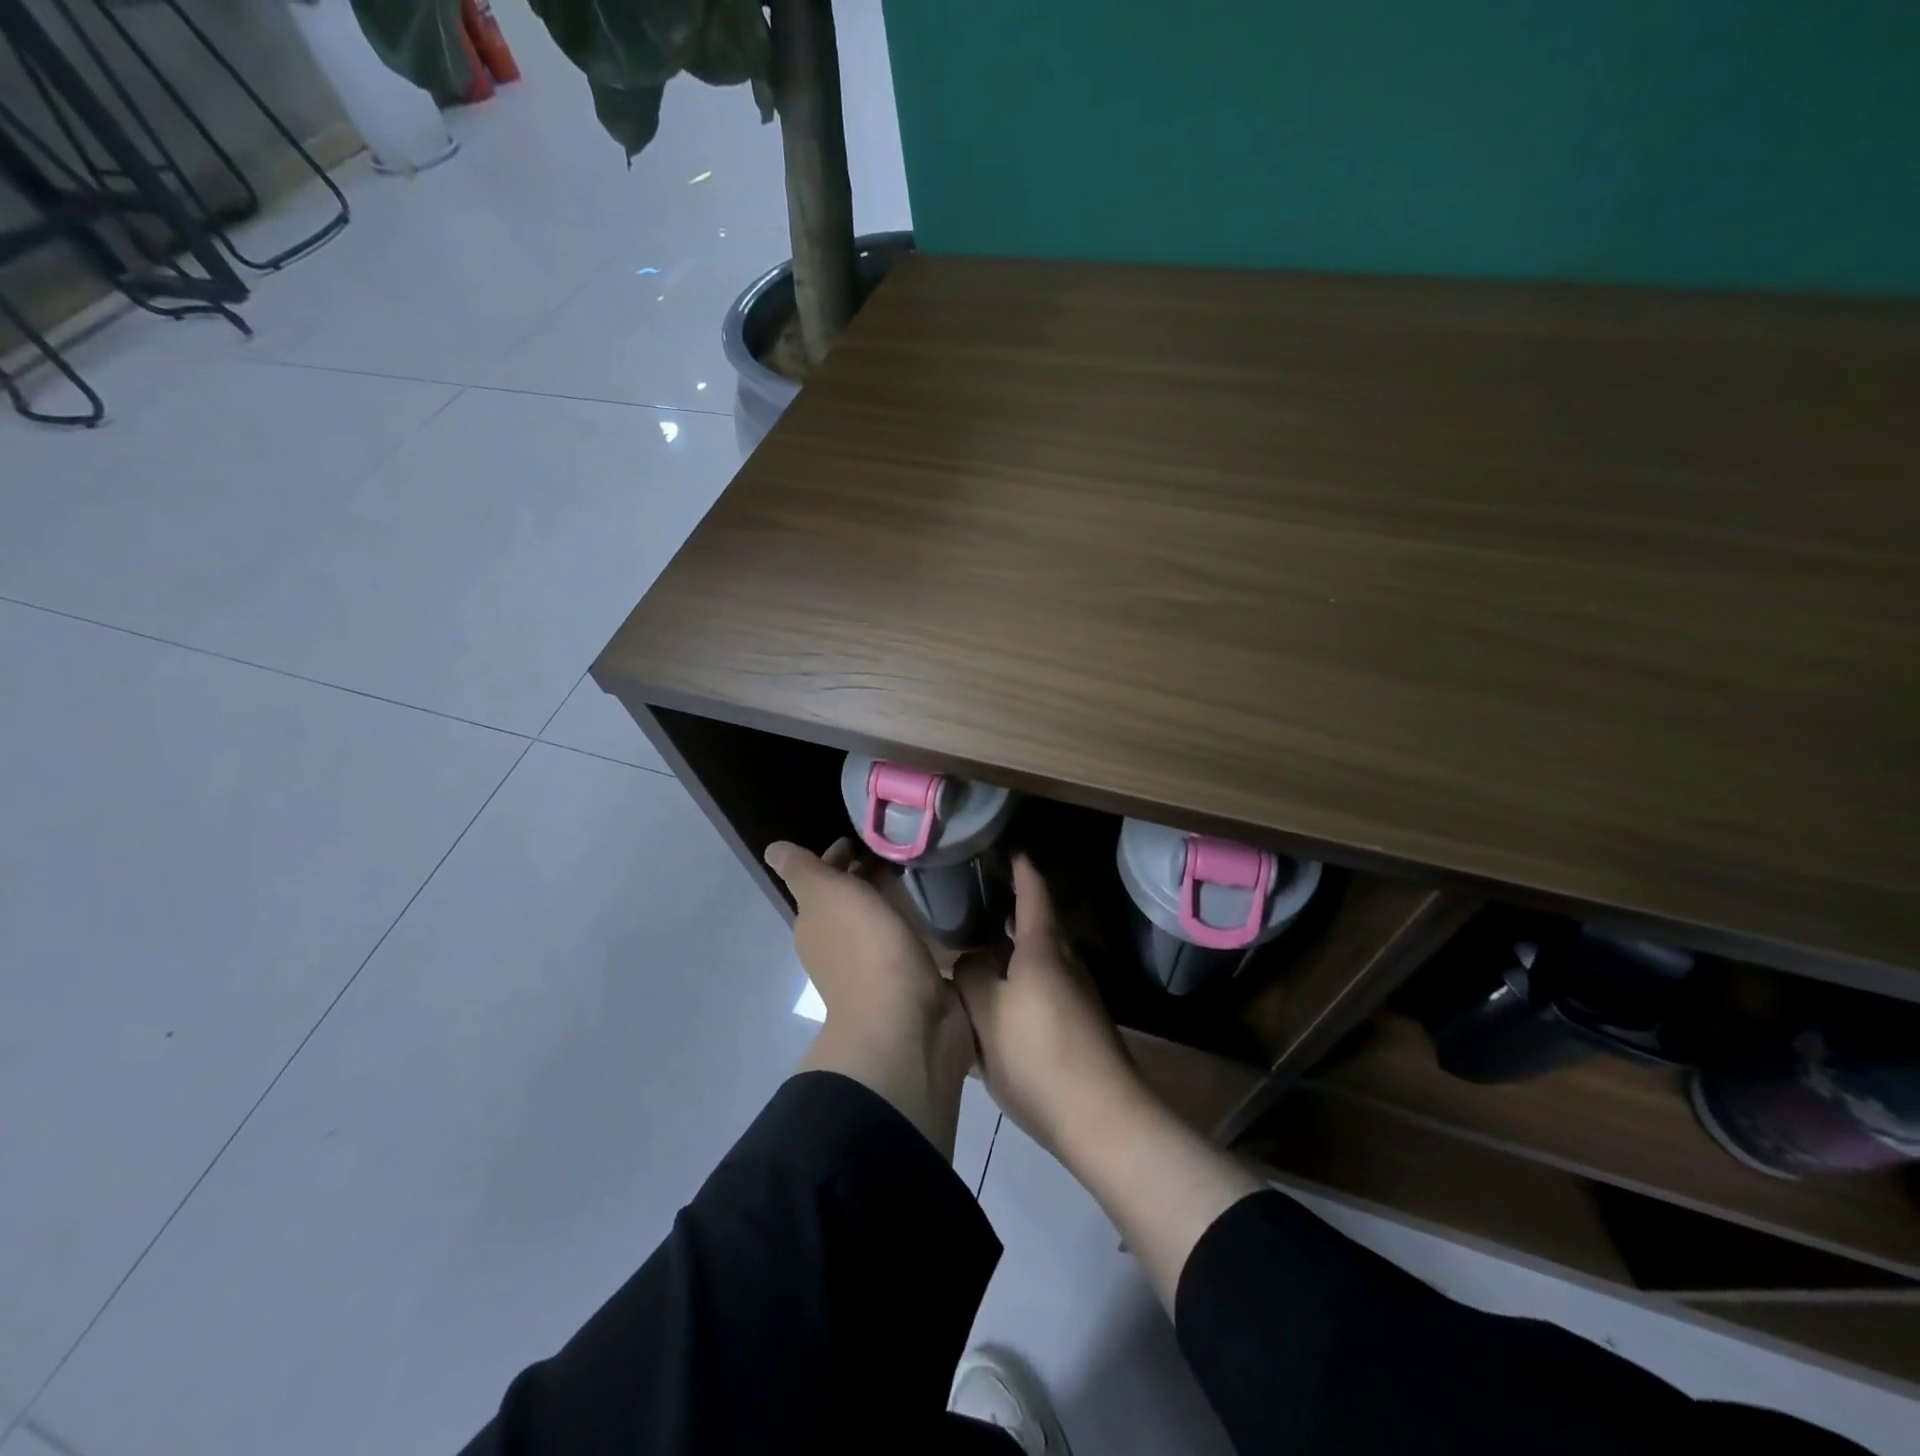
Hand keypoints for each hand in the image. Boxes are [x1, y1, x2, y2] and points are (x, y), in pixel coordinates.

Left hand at [766, 838, 974, 1155]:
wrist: (905, 1022)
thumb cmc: (864, 949)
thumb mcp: (826, 895)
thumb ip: (803, 870)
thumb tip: (773, 850)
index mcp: (814, 924)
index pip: (822, 880)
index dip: (837, 858)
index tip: (862, 838)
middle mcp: (836, 945)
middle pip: (848, 899)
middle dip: (864, 876)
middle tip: (896, 850)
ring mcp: (871, 966)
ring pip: (875, 920)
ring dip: (888, 899)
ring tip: (916, 873)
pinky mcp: (904, 980)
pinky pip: (901, 941)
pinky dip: (908, 923)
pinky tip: (928, 911)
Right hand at [958, 855, 1262, 1311]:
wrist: (1102, 1117)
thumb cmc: (1038, 1055)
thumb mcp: (986, 1014)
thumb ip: (972, 977)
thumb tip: (971, 959)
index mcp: (1042, 950)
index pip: (1033, 895)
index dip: (1022, 871)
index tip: (1012, 851)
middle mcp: (1066, 964)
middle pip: (1039, 928)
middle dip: (1013, 914)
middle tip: (981, 906)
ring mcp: (1079, 995)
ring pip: (1041, 962)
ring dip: (1015, 955)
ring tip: (984, 957)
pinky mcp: (1082, 1026)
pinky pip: (1045, 990)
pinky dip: (1023, 985)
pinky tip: (1003, 1009)